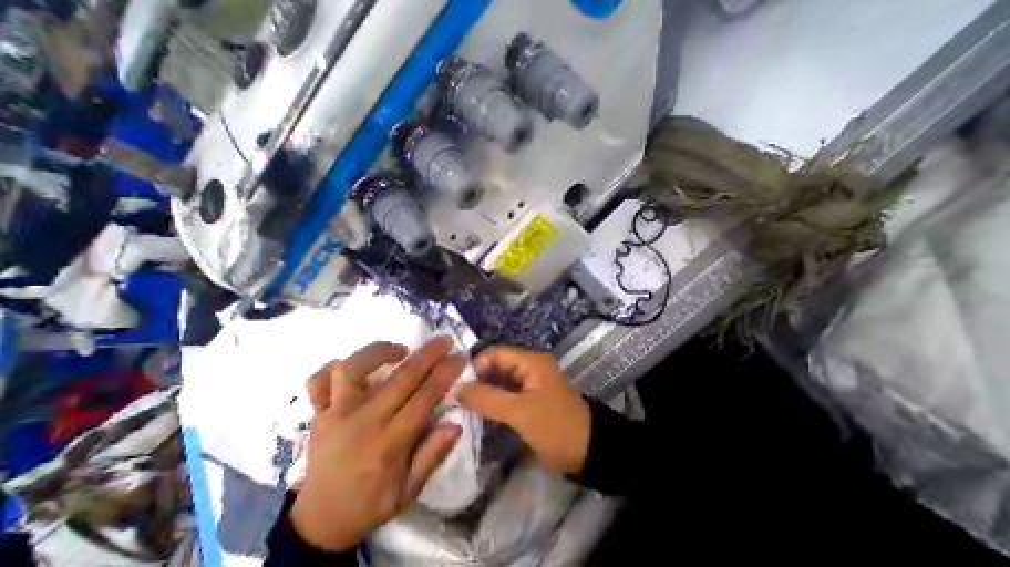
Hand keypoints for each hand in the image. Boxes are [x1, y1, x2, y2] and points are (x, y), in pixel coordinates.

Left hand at [292, 340, 465, 551]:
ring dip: (379, 352)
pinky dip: (334, 366)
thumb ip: (432, 457)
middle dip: (427, 354)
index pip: (424, 398)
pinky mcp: (318, 413)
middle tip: (444, 340)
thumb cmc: (370, 504)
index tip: (459, 357)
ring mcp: (335, 414)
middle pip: (400, 377)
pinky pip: (319, 380)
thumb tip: (456, 425)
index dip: (444, 374)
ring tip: (400, 350)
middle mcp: (362, 422)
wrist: (318, 523)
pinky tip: (356, 366)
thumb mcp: (409, 491)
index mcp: (389, 443)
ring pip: (353, 369)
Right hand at [461, 349, 593, 476]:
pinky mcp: (529, 400)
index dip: (474, 365)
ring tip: (459, 405)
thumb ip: (488, 399)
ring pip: (499, 382)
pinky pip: (506, 395)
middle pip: (496, 367)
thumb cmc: (556, 427)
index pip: (495, 354)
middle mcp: (529, 367)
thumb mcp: (520, 412)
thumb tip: (457, 388)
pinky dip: (492, 402)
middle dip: (476, 380)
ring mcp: (529, 384)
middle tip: (452, 396)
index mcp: (530, 362)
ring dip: (483, 392)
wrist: (589, 452)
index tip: (453, 383)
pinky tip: (476, 413)